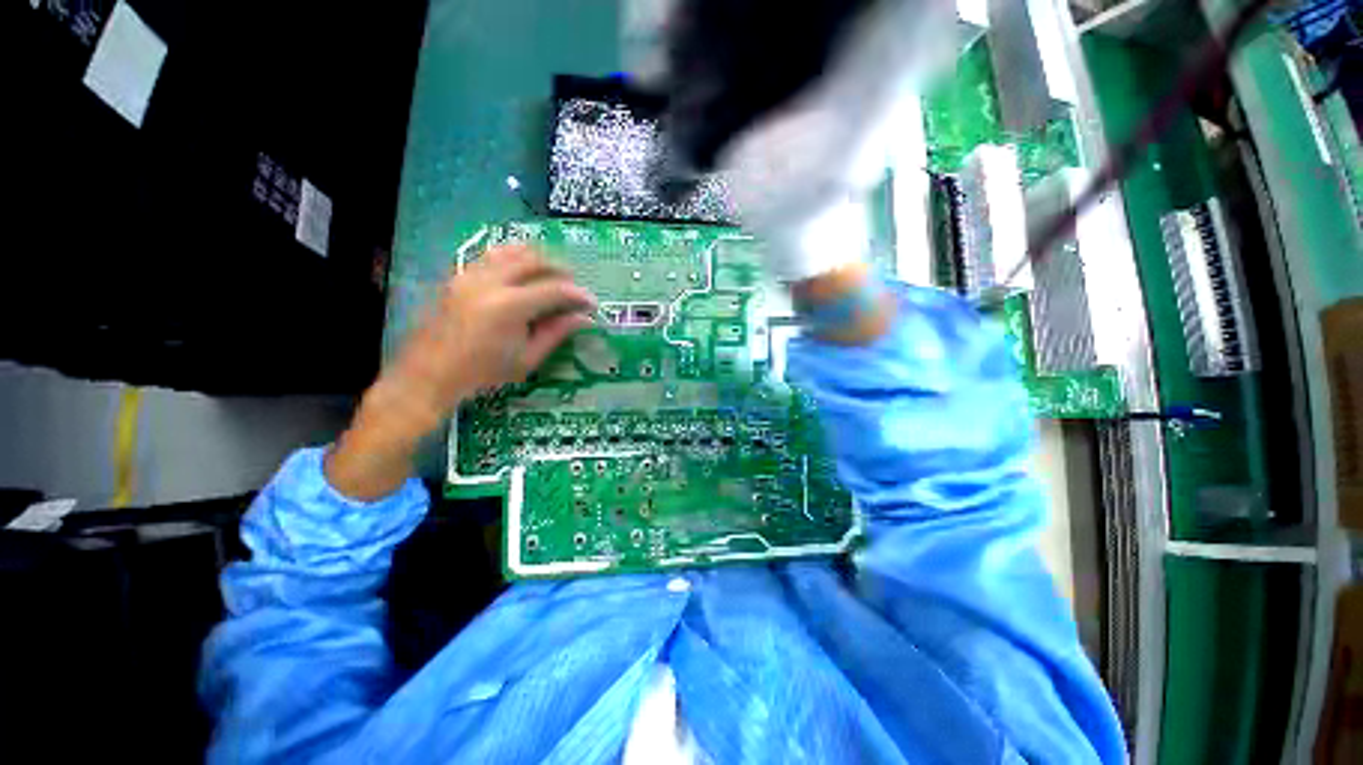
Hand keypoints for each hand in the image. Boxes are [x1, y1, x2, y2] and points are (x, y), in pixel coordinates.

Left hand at [326, 245, 595, 499]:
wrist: (428, 376)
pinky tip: (522, 273)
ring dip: (538, 259)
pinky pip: (491, 255)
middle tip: (574, 287)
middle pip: (535, 260)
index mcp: (510, 306)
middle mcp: (490, 282)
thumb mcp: (526, 359)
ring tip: (552, 275)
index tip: (592, 303)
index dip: (578, 295)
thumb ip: (556, 333)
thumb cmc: (482, 374)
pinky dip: (513, 258)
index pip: (555, 290)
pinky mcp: (458, 276)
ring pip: (512, 251)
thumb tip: (583, 319)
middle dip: (561, 270)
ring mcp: (470, 275)